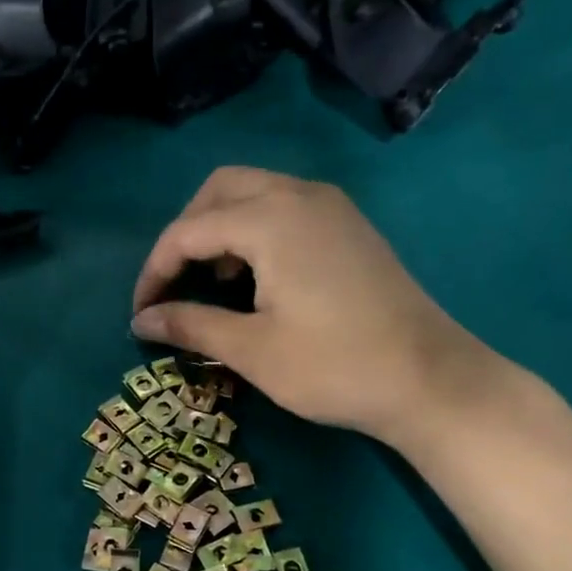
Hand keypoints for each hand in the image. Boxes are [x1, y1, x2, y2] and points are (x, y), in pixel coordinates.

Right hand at [130, 167, 508, 449]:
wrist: (430, 380)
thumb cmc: (334, 367)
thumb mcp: (251, 350)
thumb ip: (189, 325)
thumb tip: (140, 321)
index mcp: (271, 219)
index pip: (188, 230)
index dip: (155, 271)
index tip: (141, 314)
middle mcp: (299, 195)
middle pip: (219, 190)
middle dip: (185, 234)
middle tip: (174, 283)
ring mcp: (330, 207)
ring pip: (253, 192)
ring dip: (219, 228)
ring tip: (212, 283)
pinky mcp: (348, 226)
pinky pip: (283, 207)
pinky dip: (253, 230)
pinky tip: (255, 278)